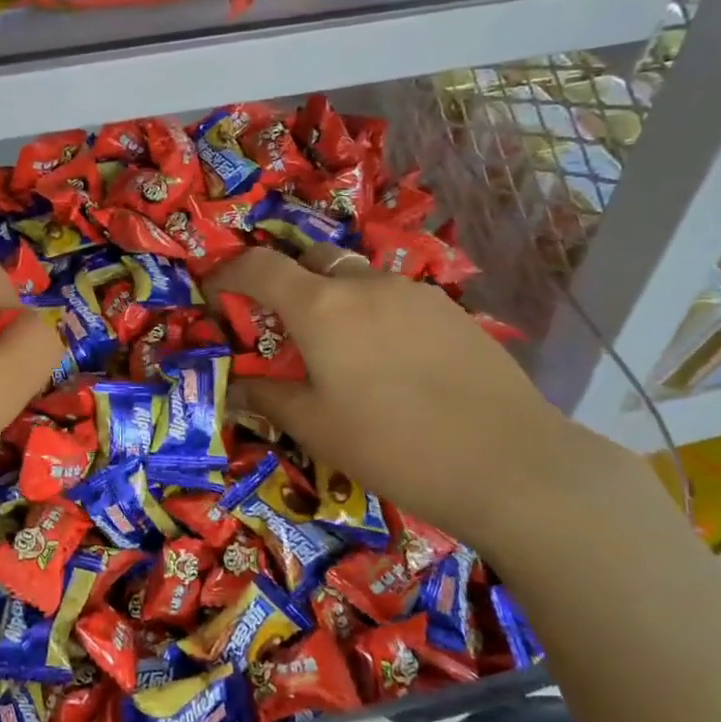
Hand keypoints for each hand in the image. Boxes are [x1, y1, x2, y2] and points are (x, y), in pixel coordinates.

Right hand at [205, 244, 637, 549]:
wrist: (505, 461)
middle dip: (285, 281)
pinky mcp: (451, 310)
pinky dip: (373, 315)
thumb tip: (236, 388)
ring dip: (333, 300)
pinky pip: (395, 299)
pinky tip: (389, 363)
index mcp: (322, 307)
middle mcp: (366, 284)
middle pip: (311, 260)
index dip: (228, 272)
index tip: (215, 294)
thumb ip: (267, 398)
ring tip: (339, 353)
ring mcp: (415, 292)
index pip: (260, 266)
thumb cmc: (391, 445)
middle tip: (279, 326)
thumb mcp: (315, 427)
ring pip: (357, 279)